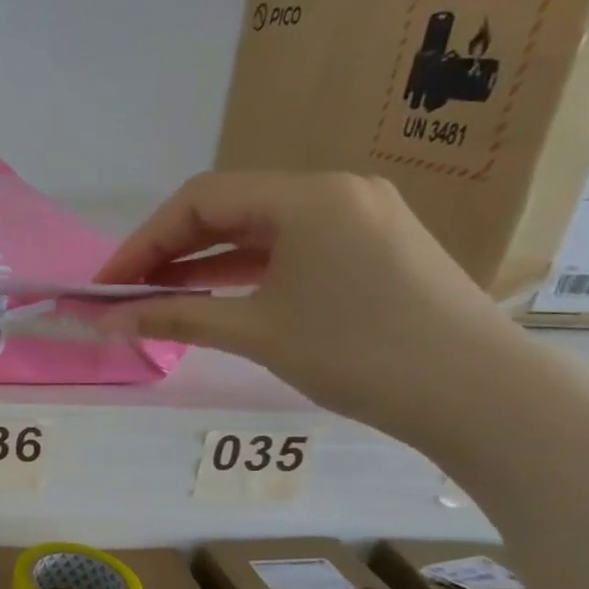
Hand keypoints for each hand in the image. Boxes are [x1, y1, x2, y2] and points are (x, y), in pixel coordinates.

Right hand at [95, 172, 524, 439]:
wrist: (482, 395)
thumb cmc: (360, 354)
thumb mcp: (256, 332)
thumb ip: (175, 316)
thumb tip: (106, 320)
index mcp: (309, 197)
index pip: (201, 200)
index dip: (143, 241)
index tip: (107, 284)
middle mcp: (335, 192)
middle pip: (228, 208)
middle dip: (168, 249)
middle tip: (125, 291)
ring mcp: (359, 217)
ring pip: (257, 228)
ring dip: (202, 261)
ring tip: (156, 296)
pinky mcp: (371, 247)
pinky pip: (288, 246)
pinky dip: (243, 269)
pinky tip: (212, 295)